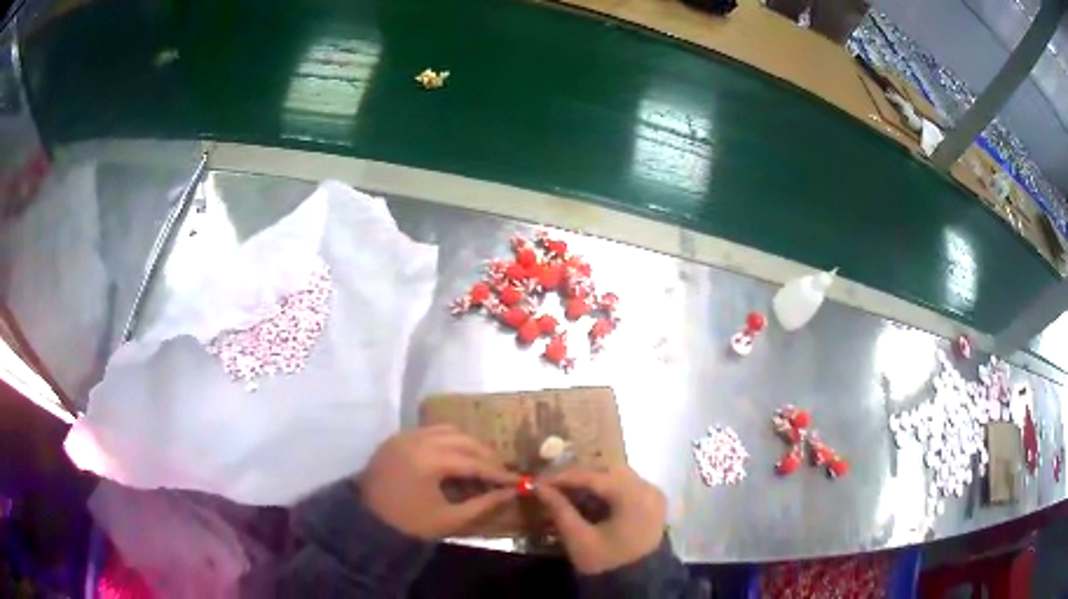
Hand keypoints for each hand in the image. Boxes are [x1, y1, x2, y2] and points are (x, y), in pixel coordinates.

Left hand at [359, 425, 517, 539]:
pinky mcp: (396, 438)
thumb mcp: (450, 519)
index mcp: (430, 461)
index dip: (498, 472)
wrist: (366, 522)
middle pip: (463, 441)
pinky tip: (455, 456)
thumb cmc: (409, 524)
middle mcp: (418, 440)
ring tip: (480, 463)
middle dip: (485, 456)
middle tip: (501, 472)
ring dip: (467, 444)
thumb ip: (484, 504)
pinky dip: (447, 440)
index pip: (474, 462)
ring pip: (447, 430)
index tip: (518, 480)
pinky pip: (429, 431)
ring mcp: (404, 436)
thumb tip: (512, 492)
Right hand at [535, 466, 665, 574]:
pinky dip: (605, 489)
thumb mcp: (579, 539)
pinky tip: (585, 497)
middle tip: (551, 484)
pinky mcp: (652, 503)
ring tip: (565, 490)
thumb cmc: (606, 562)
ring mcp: (653, 495)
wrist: (636, 583)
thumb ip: (559, 509)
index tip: (539, 480)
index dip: (564, 477)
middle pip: (608, 471)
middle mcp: (648, 488)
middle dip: (578, 476)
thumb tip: (539, 487)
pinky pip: (626, 486)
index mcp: (634, 496)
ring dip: (591, 481)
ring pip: (617, 476)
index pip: (594, 477)